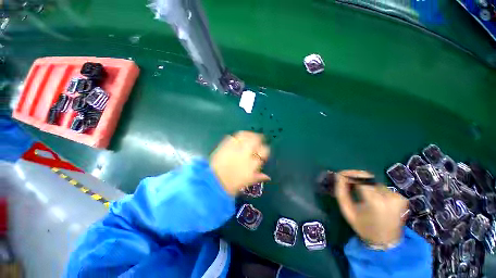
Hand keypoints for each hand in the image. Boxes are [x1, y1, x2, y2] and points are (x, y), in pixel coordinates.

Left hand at [210, 131, 270, 195]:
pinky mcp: (227, 144)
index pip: (264, 152)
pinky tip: (242, 136)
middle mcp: (246, 153)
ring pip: (247, 136)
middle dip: (259, 139)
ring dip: (251, 135)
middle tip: (259, 140)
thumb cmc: (231, 184)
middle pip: (257, 141)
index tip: (262, 153)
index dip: (265, 151)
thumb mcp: (247, 182)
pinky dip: (241, 134)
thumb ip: (258, 177)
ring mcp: (236, 147)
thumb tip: (268, 176)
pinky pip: (236, 136)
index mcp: (253, 163)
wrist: (213, 181)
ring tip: (252, 136)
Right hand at [335, 170, 407, 246]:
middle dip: (357, 180)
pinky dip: (376, 191)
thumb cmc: (363, 226)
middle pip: (368, 180)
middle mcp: (389, 197)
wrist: (385, 242)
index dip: (350, 175)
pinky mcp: (402, 198)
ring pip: (375, 183)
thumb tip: (338, 175)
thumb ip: (341, 191)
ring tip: (363, 195)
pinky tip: (375, 200)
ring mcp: (398, 197)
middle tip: (350, 184)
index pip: (361, 179)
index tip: (342, 176)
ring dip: (367, 186)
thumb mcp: (347, 210)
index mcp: (375, 202)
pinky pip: (384, 188)